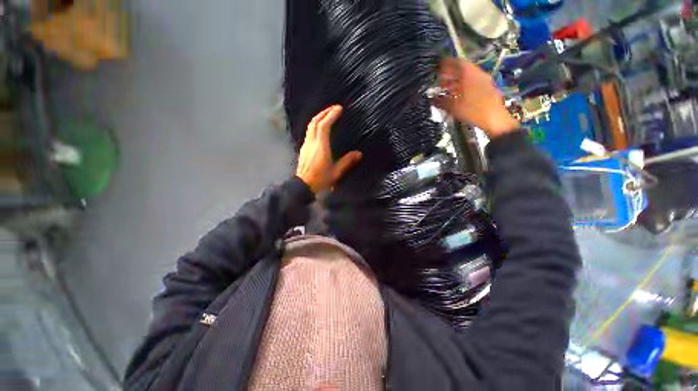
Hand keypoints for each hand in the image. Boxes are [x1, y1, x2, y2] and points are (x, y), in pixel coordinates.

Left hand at [295, 105, 361, 193]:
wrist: (303, 186)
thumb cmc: (320, 179)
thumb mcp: (336, 172)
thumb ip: (347, 162)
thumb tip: (359, 154)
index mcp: (321, 147)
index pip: (324, 126)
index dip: (331, 115)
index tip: (339, 109)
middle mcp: (312, 143)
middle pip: (315, 122)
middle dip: (324, 112)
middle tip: (334, 108)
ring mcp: (306, 145)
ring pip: (310, 126)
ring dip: (319, 118)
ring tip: (328, 115)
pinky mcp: (304, 149)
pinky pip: (309, 132)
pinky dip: (316, 126)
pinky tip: (320, 129)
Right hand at [436, 58, 519, 137]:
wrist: (494, 118)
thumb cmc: (472, 110)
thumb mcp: (454, 107)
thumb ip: (442, 101)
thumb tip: (432, 99)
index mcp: (469, 75)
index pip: (457, 62)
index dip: (447, 63)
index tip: (438, 67)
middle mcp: (478, 74)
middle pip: (463, 69)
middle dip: (450, 73)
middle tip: (440, 79)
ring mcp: (484, 80)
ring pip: (468, 76)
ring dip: (456, 80)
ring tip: (446, 88)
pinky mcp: (487, 88)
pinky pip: (473, 82)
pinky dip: (463, 85)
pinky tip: (458, 94)